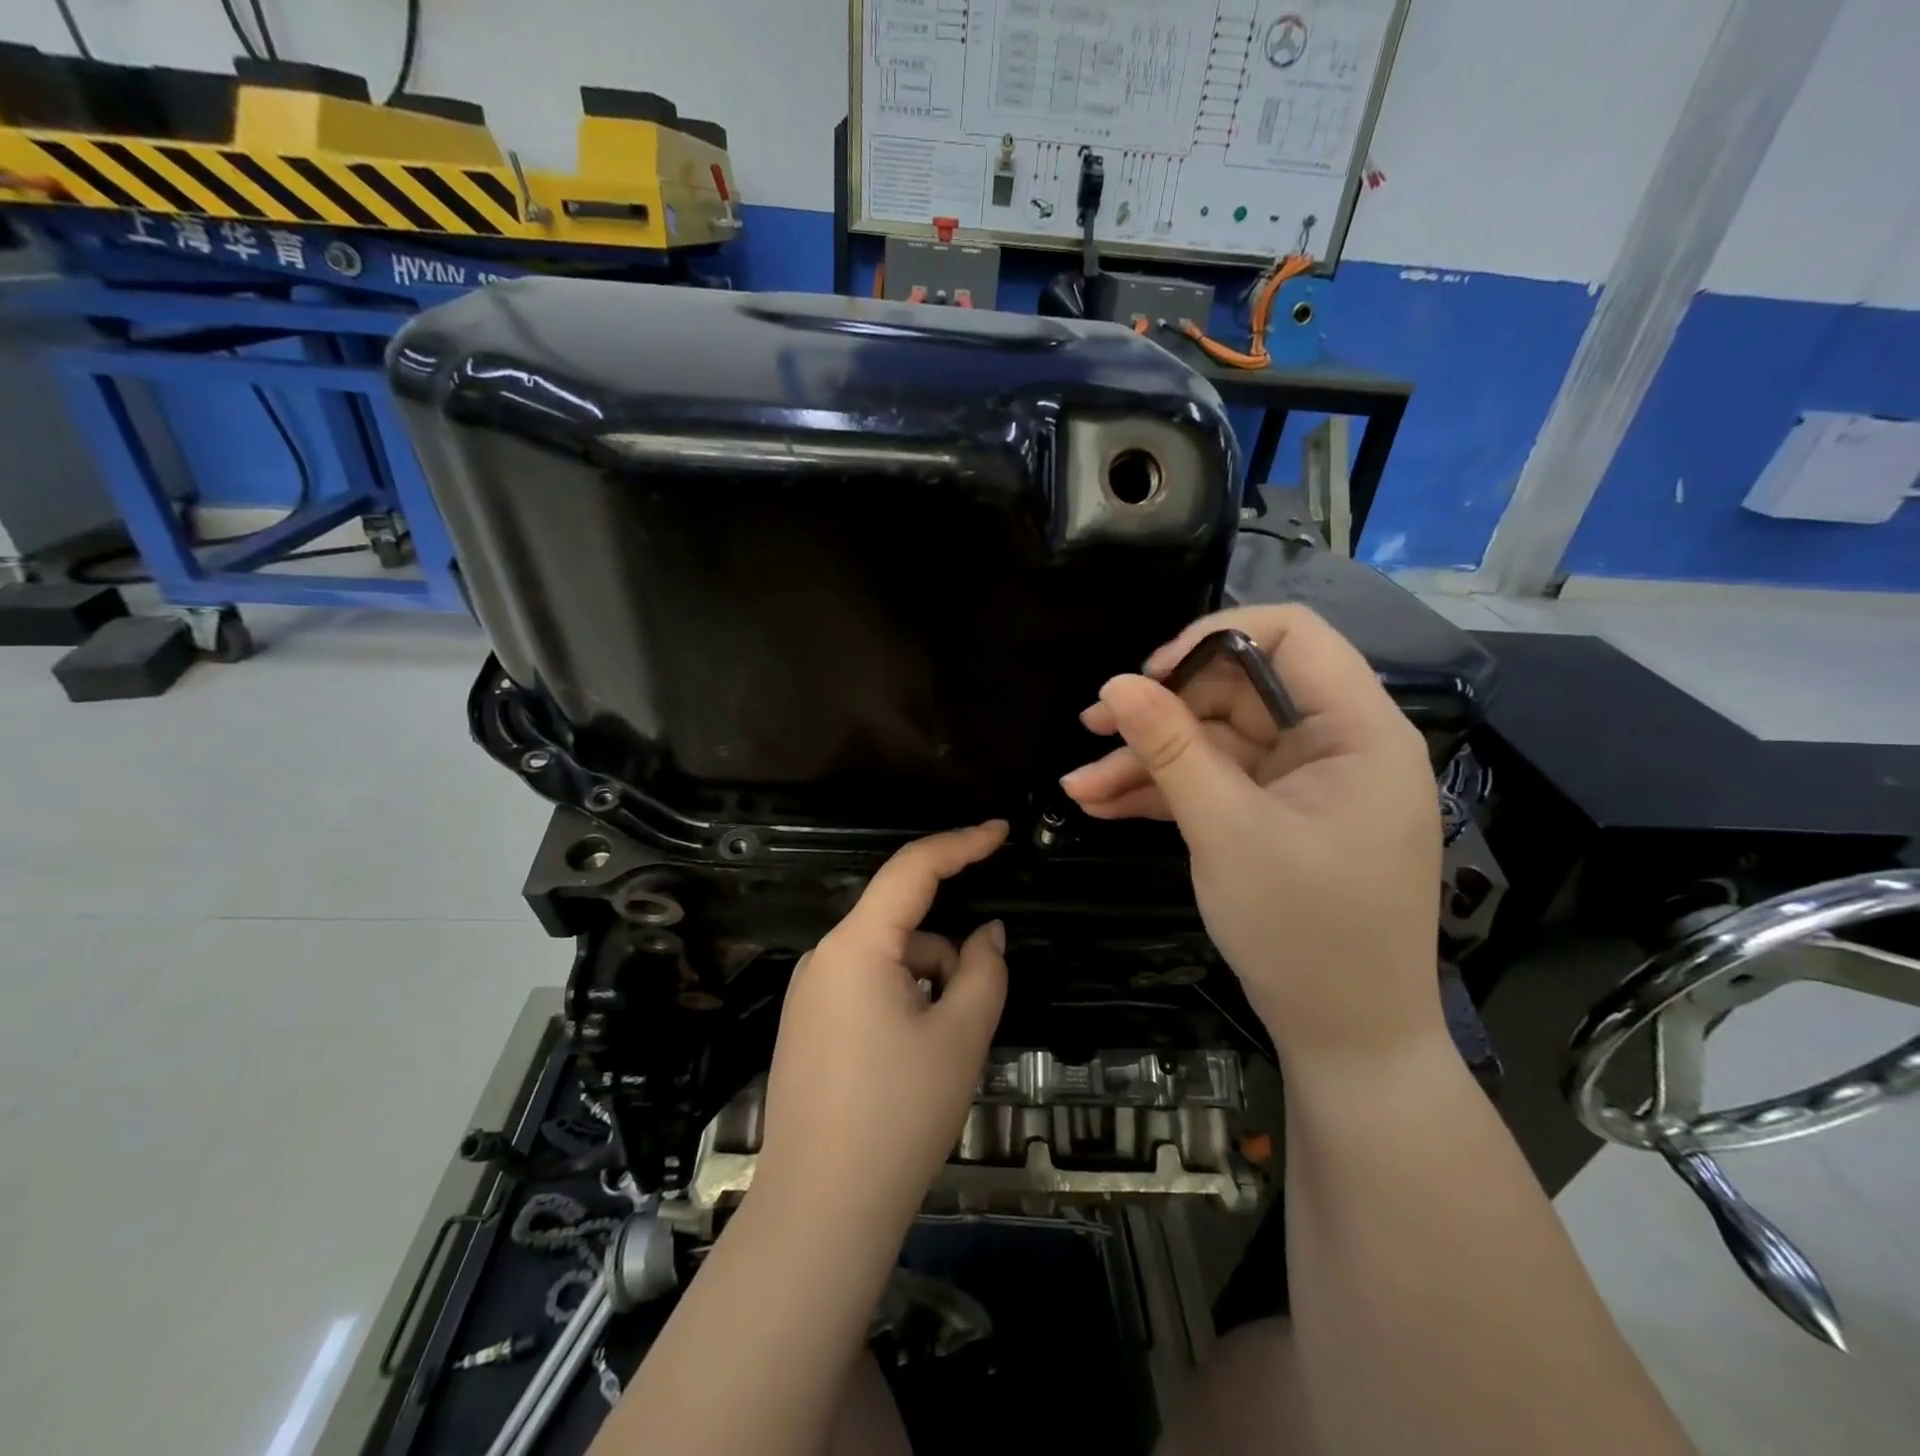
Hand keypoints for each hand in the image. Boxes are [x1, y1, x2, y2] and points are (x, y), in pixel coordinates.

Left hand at [754, 822, 1009, 1230]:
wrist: (821, 1211)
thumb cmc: (899, 1115)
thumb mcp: (960, 1036)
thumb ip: (984, 970)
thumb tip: (987, 934)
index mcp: (857, 946)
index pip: (913, 869)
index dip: (961, 844)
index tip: (1000, 832)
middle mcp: (825, 957)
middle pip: (902, 924)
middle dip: (947, 952)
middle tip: (973, 1011)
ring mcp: (810, 993)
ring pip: (888, 960)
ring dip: (926, 984)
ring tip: (938, 1055)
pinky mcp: (807, 1025)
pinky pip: (866, 988)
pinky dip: (901, 1002)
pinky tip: (909, 1065)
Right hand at [1060, 605, 1443, 1071]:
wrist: (1346, 1039)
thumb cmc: (1305, 932)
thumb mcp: (1228, 832)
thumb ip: (1170, 750)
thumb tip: (1116, 684)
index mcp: (1356, 730)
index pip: (1292, 636)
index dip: (1213, 640)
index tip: (1149, 675)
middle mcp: (1335, 744)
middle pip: (1237, 692)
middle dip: (1160, 712)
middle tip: (1091, 729)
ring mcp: (1303, 784)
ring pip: (1216, 743)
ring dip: (1148, 761)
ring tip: (1079, 787)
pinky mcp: (1277, 817)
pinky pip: (1216, 785)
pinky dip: (1165, 793)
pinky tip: (1104, 805)